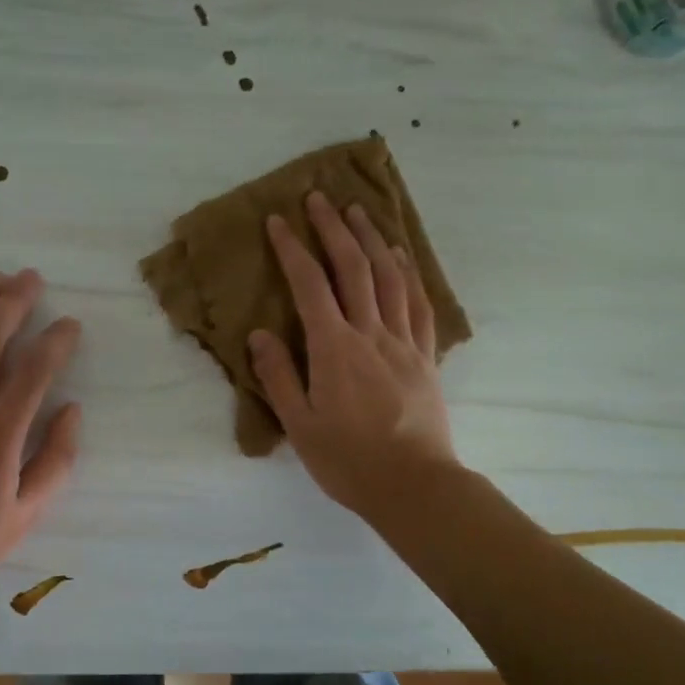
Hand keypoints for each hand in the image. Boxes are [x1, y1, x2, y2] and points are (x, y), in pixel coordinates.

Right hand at [248, 191, 458, 517]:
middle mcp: (371, 334)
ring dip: (372, 239)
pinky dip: (408, 274)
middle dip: (333, 229)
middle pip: (353, 268)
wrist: (414, 486)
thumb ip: (278, 376)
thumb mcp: (299, 425)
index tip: (277, 221)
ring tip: (359, 212)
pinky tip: (401, 257)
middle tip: (319, 199)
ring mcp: (403, 342)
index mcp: (334, 348)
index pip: (310, 286)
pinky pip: (418, 304)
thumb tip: (259, 334)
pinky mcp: (425, 356)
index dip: (292, 249)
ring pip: (389, 277)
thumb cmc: (348, 460)